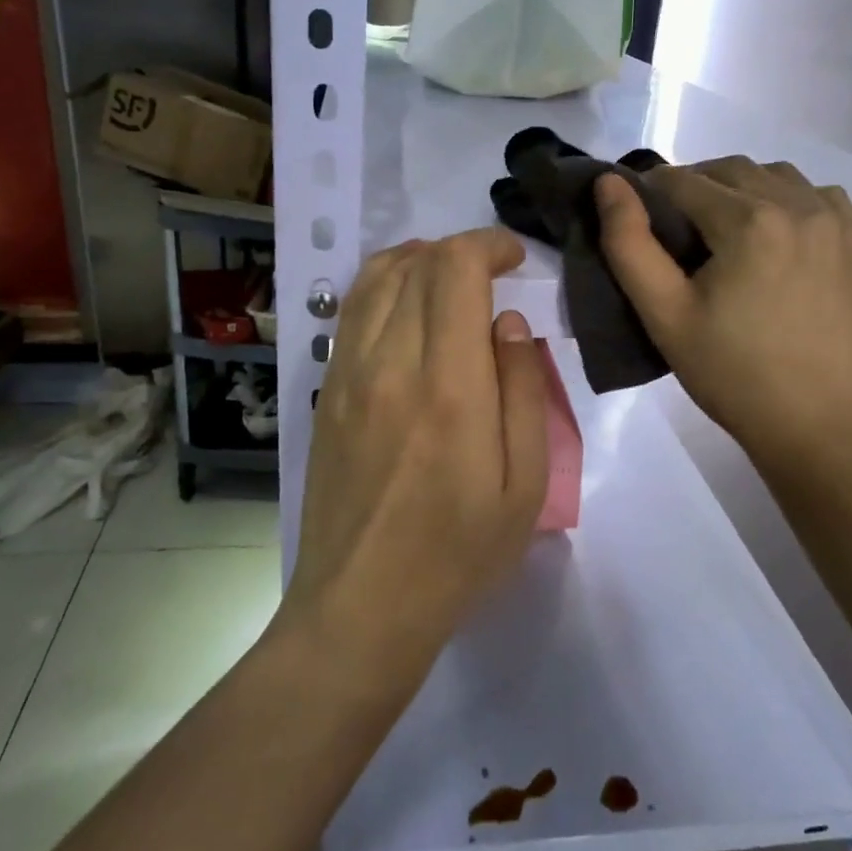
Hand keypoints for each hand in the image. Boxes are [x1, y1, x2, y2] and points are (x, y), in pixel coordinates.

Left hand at [286, 228, 548, 684]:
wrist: (362, 605)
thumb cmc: (458, 554)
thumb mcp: (524, 484)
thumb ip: (522, 391)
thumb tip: (507, 324)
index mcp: (448, 386)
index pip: (455, 270)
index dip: (487, 245)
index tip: (514, 257)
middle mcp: (390, 363)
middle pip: (416, 264)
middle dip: (459, 250)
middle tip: (492, 271)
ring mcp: (348, 375)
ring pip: (375, 279)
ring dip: (417, 260)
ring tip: (448, 276)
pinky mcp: (326, 392)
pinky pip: (350, 313)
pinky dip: (382, 286)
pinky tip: (405, 306)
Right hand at [594, 158, 851, 472]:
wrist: (820, 425)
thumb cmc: (732, 373)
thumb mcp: (664, 314)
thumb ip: (628, 243)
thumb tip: (607, 184)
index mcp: (749, 220)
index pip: (682, 180)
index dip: (650, 193)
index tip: (639, 220)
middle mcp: (801, 204)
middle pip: (732, 169)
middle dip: (695, 186)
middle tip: (676, 229)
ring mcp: (840, 222)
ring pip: (779, 177)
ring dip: (744, 189)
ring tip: (727, 232)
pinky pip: (821, 198)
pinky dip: (791, 203)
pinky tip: (778, 240)